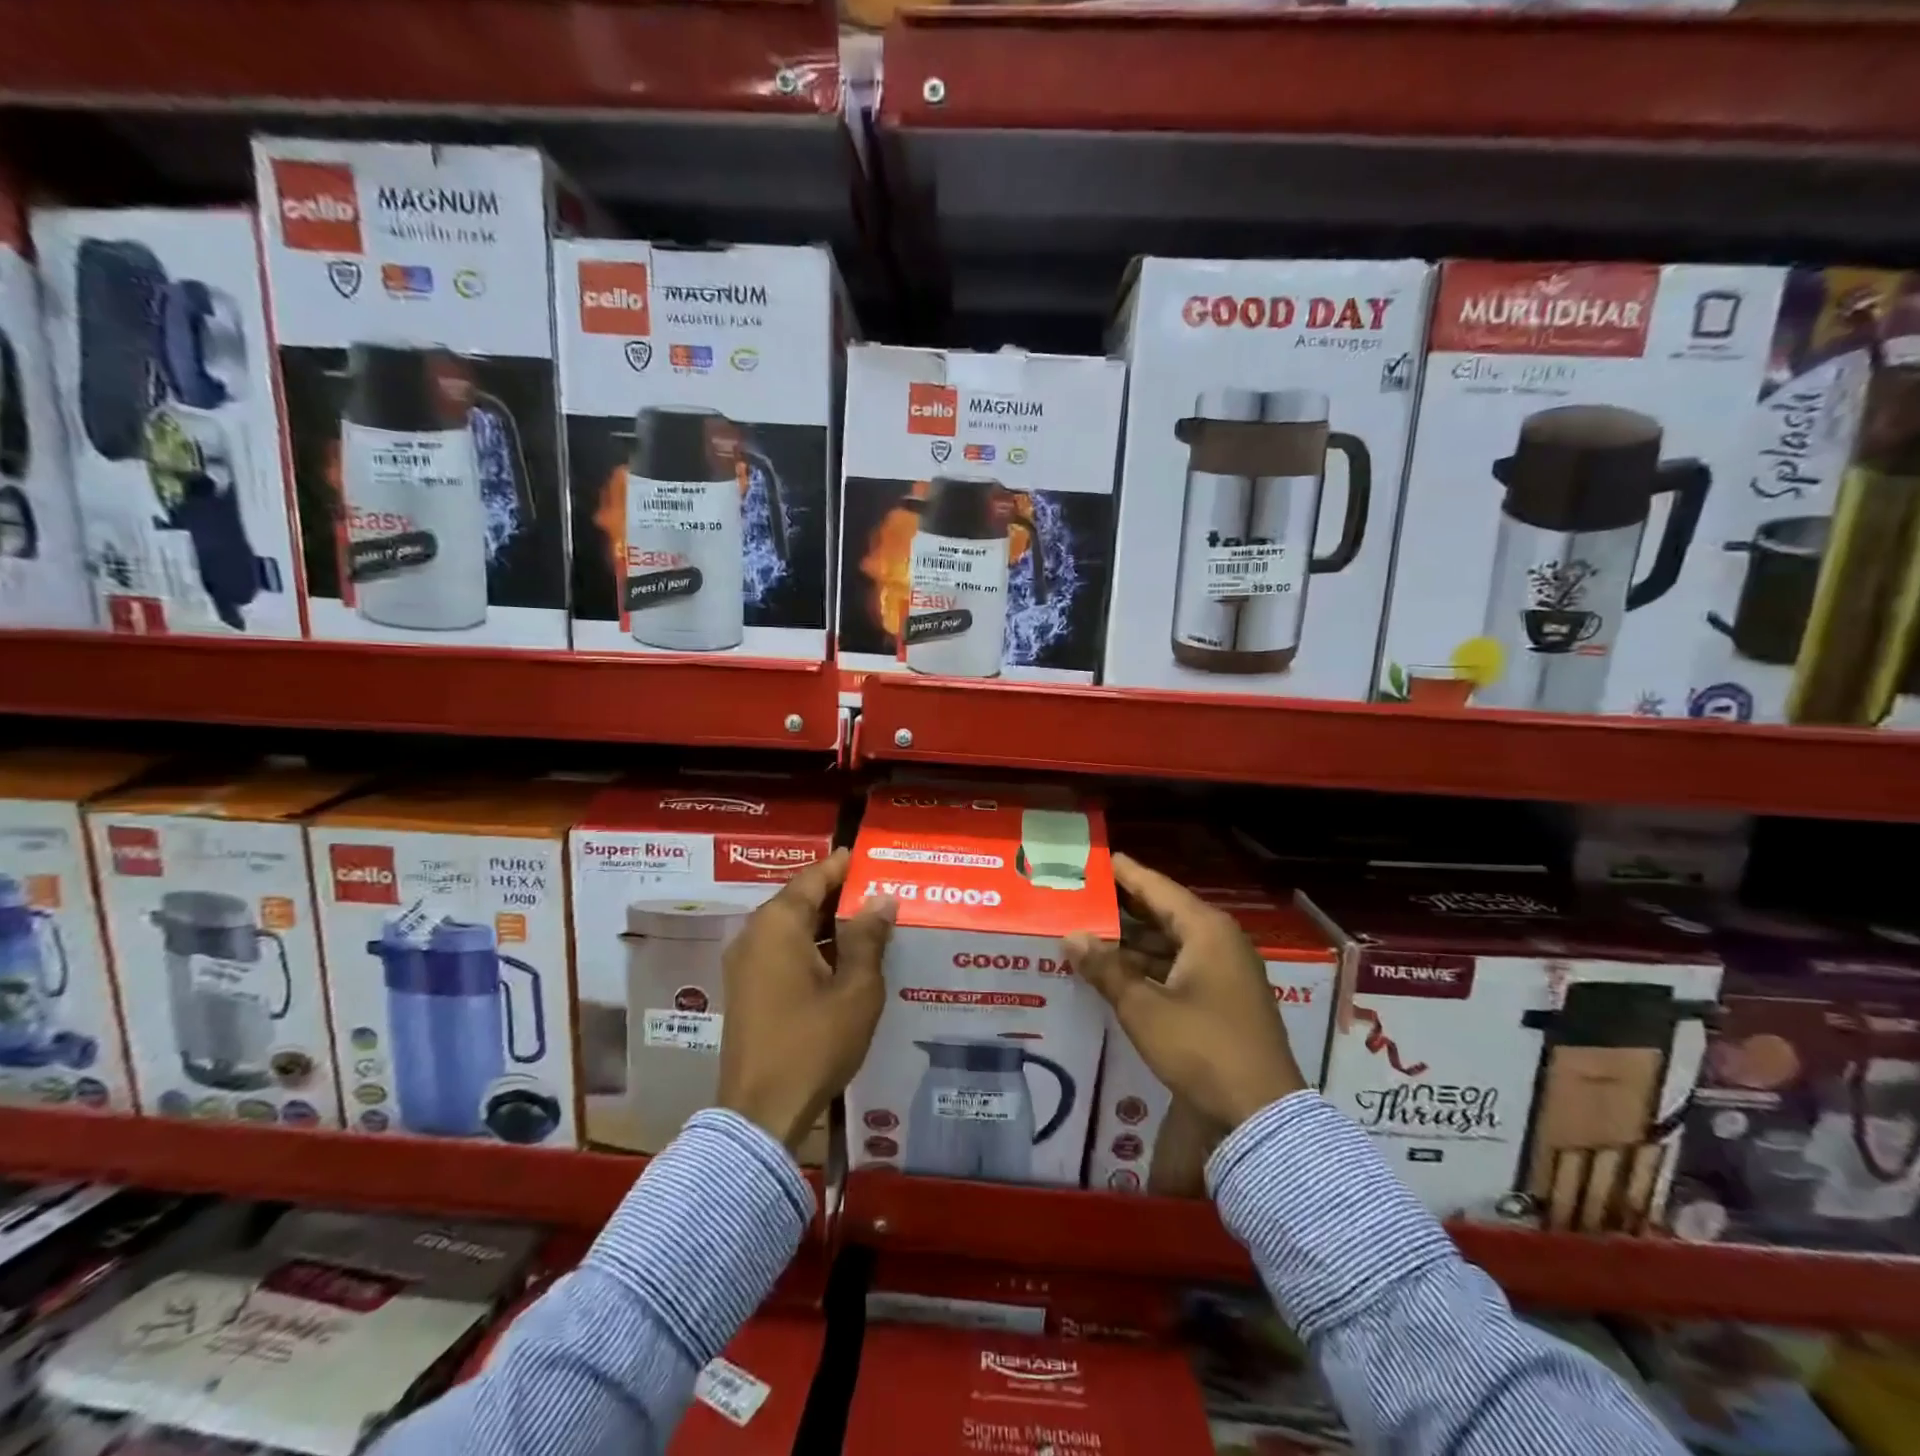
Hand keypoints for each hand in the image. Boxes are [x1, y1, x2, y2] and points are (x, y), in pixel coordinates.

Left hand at [717, 848, 896, 1153]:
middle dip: (840, 895)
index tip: (872, 858)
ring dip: (829, 924)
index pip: (814, 877)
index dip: (844, 866)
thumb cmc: (813, 1042)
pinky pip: (783, 951)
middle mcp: (755, 934)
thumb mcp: (856, 989)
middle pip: (801, 900)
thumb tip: (881, 899)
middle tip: (881, 892)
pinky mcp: (747, 989)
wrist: (760, 1112)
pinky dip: (813, 947)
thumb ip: (869, 938)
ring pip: (793, 928)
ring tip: (871, 924)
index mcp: (778, 924)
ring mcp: (745, 963)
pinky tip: (845, 960)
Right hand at [1064, 852, 1304, 1130]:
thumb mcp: (1144, 1008)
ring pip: (1172, 943)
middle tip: (1085, 895)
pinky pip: (1181, 966)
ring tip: (1091, 932)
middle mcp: (1220, 941)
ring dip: (1134, 941)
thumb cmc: (1201, 1047)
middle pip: (1165, 912)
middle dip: (1125, 907)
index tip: (1098, 858)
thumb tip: (1071, 936)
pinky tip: (1119, 971)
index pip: (1157, 888)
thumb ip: (1106, 969)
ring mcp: (1227, 971)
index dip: (1126, 873)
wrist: (1261, 1113)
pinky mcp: (1226, 998)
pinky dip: (1151, 965)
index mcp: (1206, 931)